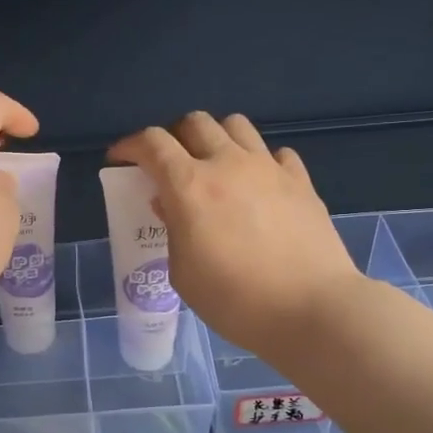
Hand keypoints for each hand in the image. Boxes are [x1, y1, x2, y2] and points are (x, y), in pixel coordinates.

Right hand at [108, 112, 363, 365]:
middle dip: (173, 136)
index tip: (120, 159)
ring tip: (214, 165)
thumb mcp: (184, 273)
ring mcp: (268, 168)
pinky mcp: (301, 181)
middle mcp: (227, 164)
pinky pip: (275, 153)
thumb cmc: (235, 300)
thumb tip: (169, 203)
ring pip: (236, 125)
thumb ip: (173, 229)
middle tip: (169, 164)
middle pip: (194, 122)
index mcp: (189, 185)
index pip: (152, 143)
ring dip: (216, 138)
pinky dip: (259, 161)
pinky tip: (258, 186)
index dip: (130, 145)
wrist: (312, 310)